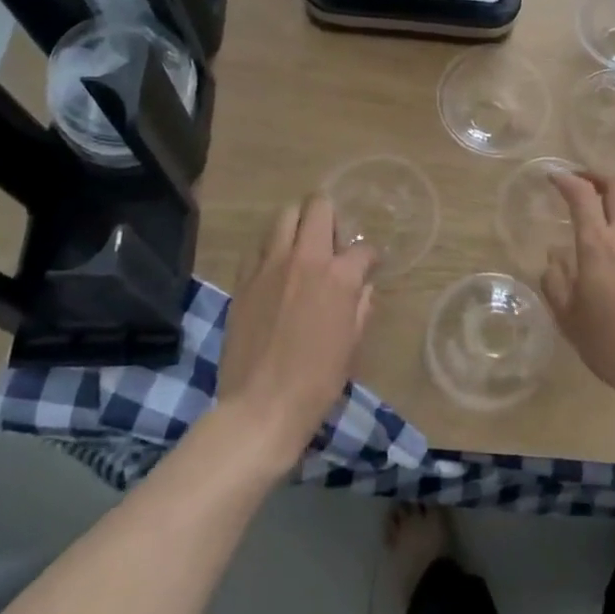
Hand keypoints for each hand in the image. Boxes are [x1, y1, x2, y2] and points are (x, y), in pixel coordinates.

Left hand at [218, 195, 375, 468]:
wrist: (261, 407)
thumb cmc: (317, 381)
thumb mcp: (352, 345)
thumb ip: (361, 307)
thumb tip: (363, 289)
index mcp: (338, 276)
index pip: (363, 249)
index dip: (370, 257)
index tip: (369, 267)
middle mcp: (305, 259)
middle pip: (318, 207)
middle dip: (330, 214)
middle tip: (332, 239)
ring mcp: (270, 266)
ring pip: (284, 216)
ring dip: (298, 224)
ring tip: (302, 246)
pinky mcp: (244, 280)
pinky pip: (258, 248)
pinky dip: (270, 250)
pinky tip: (275, 270)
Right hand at [541, 172, 614, 410]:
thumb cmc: (613, 345)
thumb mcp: (569, 319)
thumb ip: (555, 282)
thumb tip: (554, 257)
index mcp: (598, 245)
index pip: (582, 194)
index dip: (567, 179)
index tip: (554, 176)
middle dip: (596, 178)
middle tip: (581, 185)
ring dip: (614, 216)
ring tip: (600, 241)